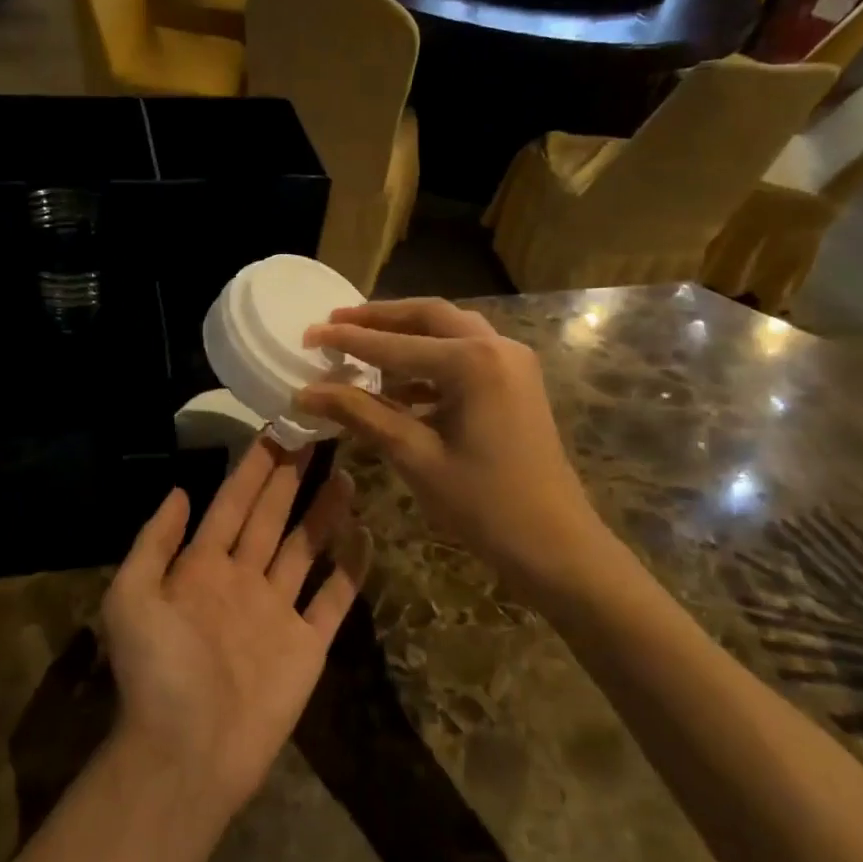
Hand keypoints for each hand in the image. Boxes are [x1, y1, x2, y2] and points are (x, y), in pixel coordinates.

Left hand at [100, 440, 363, 811]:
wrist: (187, 755)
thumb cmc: (157, 673)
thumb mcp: (131, 598)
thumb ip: (154, 541)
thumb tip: (180, 490)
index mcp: (201, 567)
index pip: (232, 503)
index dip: (253, 467)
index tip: (276, 430)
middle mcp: (242, 580)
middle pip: (272, 517)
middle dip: (291, 477)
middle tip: (317, 436)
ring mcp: (277, 611)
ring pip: (305, 549)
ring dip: (324, 513)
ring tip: (346, 474)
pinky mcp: (307, 645)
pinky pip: (333, 599)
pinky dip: (350, 569)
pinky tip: (365, 534)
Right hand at [296, 298, 602, 597]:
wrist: (556, 545)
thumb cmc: (484, 504)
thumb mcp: (415, 456)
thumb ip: (360, 414)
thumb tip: (306, 392)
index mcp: (472, 362)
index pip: (394, 344)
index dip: (347, 339)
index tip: (308, 333)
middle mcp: (497, 347)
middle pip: (428, 316)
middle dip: (380, 317)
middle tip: (336, 321)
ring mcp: (512, 362)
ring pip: (449, 331)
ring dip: (405, 335)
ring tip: (360, 345)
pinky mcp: (516, 382)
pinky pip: (465, 355)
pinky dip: (428, 362)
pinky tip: (397, 385)